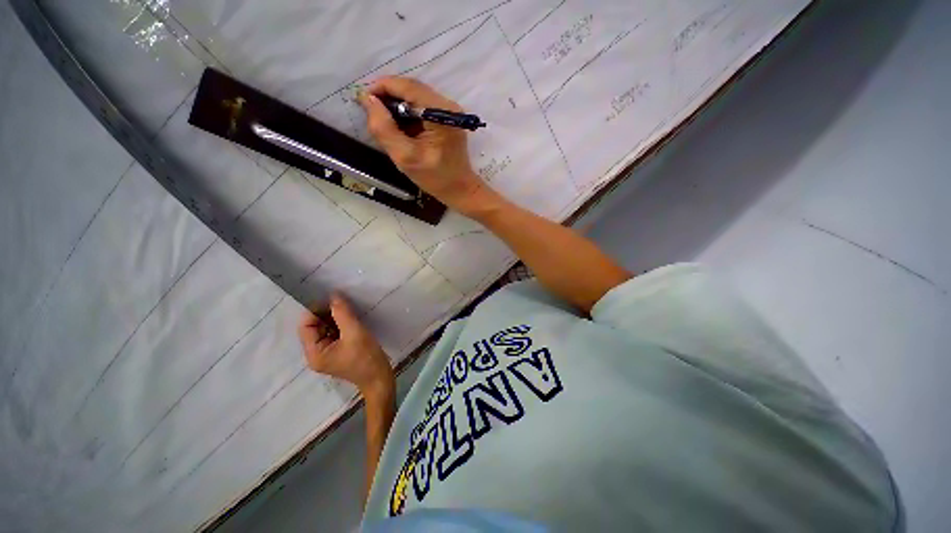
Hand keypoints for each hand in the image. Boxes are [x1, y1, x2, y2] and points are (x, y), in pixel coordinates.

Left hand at [298, 294, 393, 396]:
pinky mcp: (337, 352)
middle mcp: (315, 354)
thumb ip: (343, 313)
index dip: (316, 310)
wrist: (379, 378)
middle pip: (314, 327)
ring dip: (334, 318)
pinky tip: (351, 319)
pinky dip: (340, 325)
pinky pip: (334, 334)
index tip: (333, 299)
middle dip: (326, 313)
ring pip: (325, 330)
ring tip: (348, 309)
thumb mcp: (355, 332)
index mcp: (314, 353)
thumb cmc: (366, 357)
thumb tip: (334, 295)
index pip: (306, 326)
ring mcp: (326, 354)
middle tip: (343, 302)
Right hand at [358, 77, 495, 213]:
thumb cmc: (436, 179)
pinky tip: (400, 128)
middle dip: (388, 97)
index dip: (382, 87)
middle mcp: (448, 105)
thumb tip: (368, 100)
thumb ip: (385, 129)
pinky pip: (422, 107)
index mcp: (441, 113)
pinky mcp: (448, 118)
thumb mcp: (406, 157)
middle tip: (371, 112)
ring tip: (384, 122)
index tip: (363, 100)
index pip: (407, 86)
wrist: (460, 190)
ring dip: (397, 106)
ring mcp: (449, 111)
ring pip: (416, 97)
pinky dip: (408, 113)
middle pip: (411, 89)